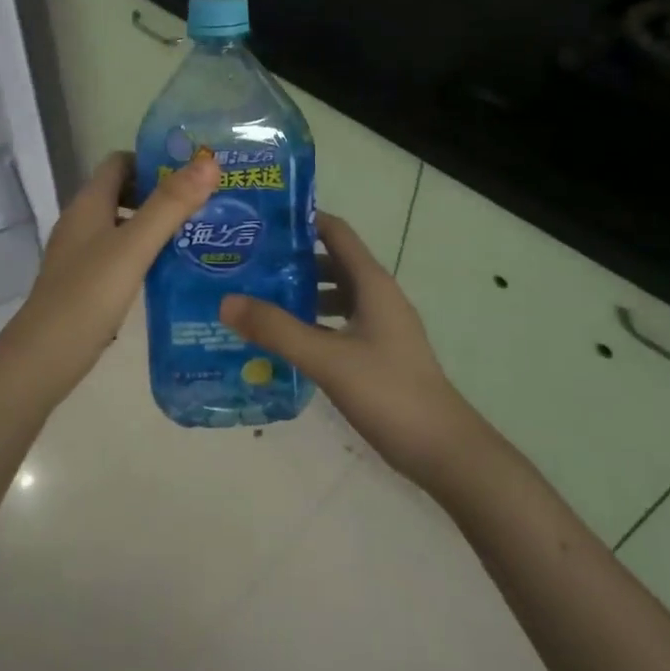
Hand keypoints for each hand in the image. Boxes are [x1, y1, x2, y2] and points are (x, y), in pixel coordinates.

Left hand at [0, 149, 219, 402]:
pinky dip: (145, 253)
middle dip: (161, 193)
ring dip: (156, 224)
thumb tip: (209, 162)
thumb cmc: (89, 294)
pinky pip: (120, 254)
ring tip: (197, 234)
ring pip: (123, 224)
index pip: (120, 162)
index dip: (153, 160)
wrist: (44, 357)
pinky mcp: (85, 282)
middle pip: (124, 191)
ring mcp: (81, 254)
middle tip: (204, 203)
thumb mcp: (135, 246)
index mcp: (89, 203)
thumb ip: (171, 205)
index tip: (192, 172)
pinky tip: (171, 270)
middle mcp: (82, 221)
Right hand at [220, 214, 481, 482]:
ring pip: (333, 295)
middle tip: (247, 264)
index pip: (335, 231)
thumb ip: (277, 329)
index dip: (301, 220)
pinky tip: (282, 341)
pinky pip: (337, 323)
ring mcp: (379, 325)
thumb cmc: (388, 392)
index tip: (260, 223)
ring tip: (256, 300)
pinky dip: (311, 323)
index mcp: (372, 282)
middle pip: (330, 261)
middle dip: (291, 259)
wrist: (442, 450)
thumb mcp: (327, 359)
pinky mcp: (376, 352)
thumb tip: (227, 301)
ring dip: (299, 293)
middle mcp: (377, 295)